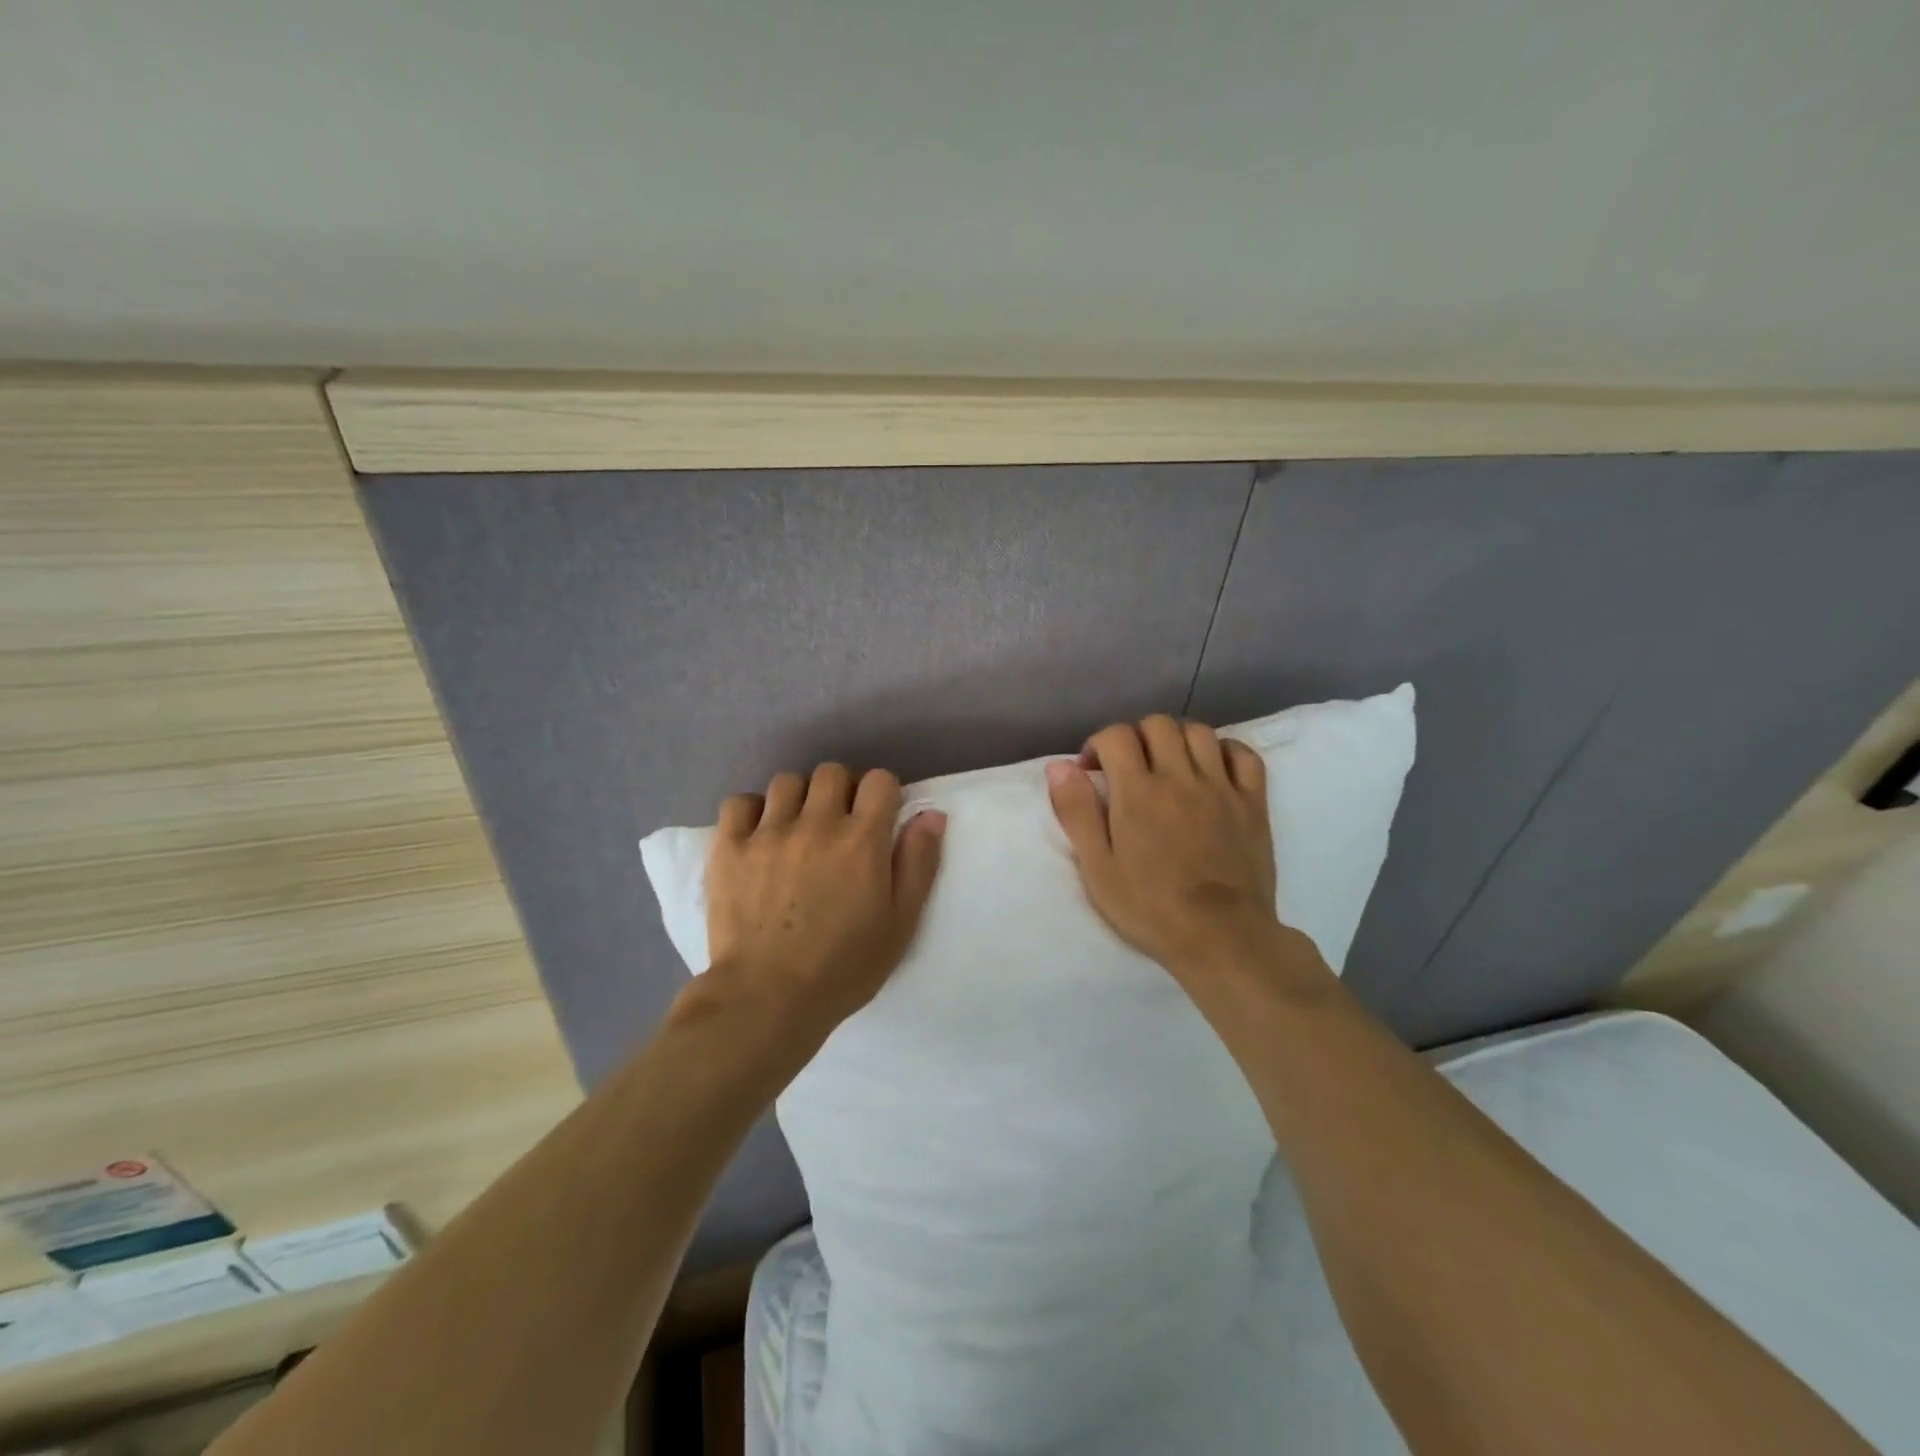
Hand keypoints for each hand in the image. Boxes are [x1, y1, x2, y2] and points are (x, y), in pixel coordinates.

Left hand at [702, 763, 945, 1037]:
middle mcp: (816, 824)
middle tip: (839, 825)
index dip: (883, 794)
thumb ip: (919, 863)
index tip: (879, 819)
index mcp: (862, 840)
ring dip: (799, 798)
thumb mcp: (900, 923)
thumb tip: (931, 814)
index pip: (879, 780)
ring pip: (787, 781)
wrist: (767, 999)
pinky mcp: (729, 847)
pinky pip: (739, 802)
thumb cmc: (844, 967)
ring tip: (797, 829)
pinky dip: (752, 811)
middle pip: (832, 772)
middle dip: (842, 791)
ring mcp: (768, 832)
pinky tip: (758, 835)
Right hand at [1046, 715, 1279, 979]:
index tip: (1092, 770)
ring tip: (1168, 765)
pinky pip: (1244, 754)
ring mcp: (1221, 787)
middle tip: (1129, 768)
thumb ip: (1077, 812)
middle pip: (1158, 725)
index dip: (1098, 744)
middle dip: (1136, 737)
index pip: (1117, 736)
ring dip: (1177, 739)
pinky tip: (1212, 768)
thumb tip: (1059, 766)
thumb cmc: (1150, 907)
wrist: (1221, 937)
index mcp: (1138, 792)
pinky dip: (1225, 750)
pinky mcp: (1253, 802)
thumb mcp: (1097, 867)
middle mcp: (1180, 777)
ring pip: (1199, 732)